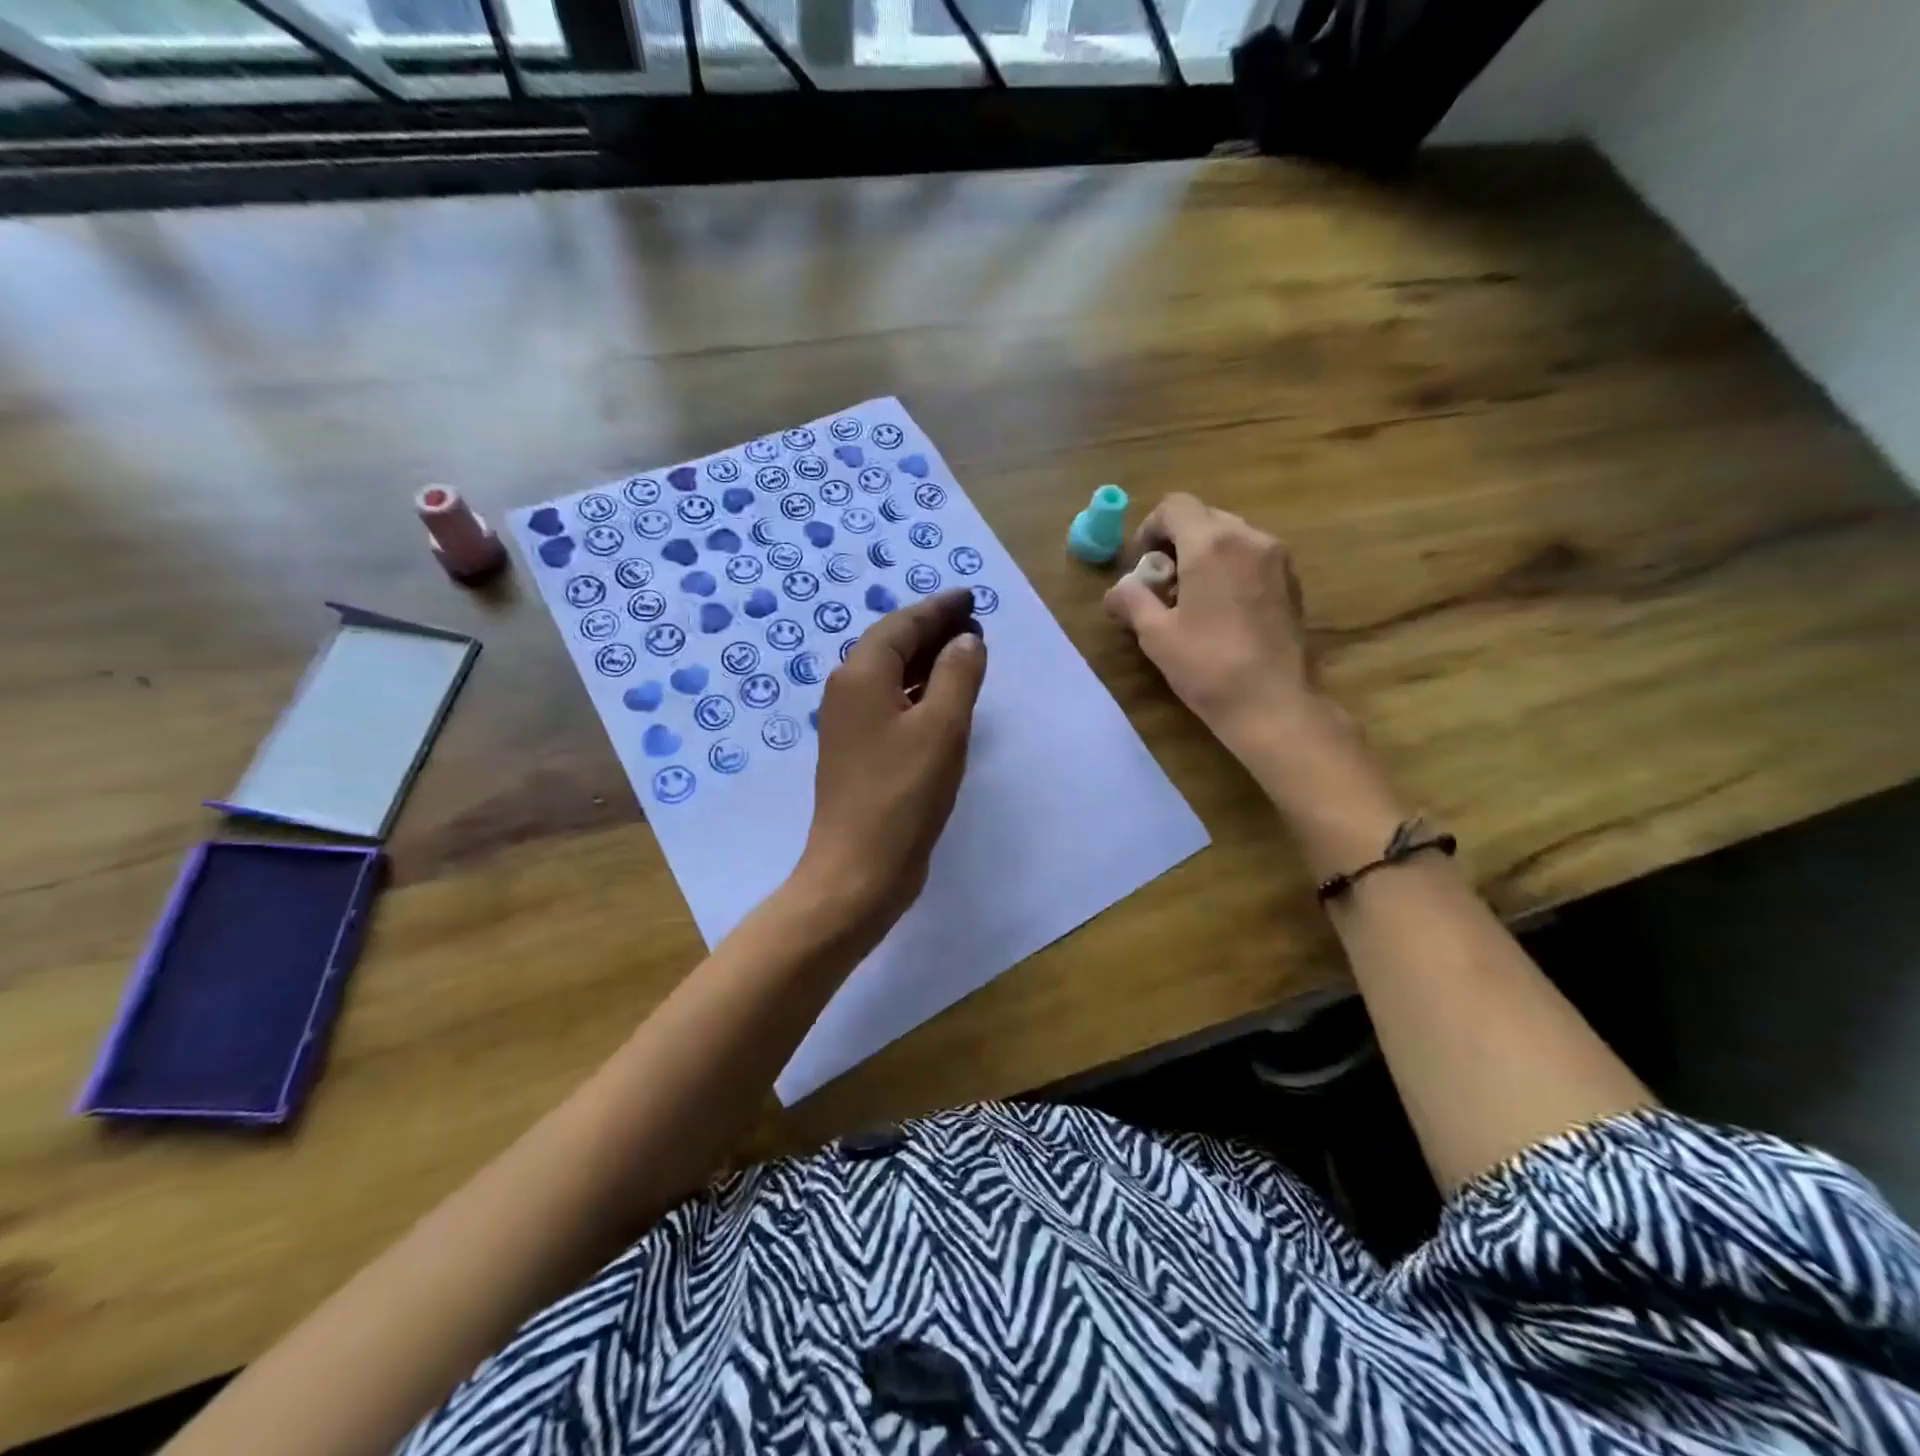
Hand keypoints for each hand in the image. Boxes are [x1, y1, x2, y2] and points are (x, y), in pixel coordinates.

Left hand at [796, 588, 986, 930]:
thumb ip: (958, 674)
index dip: (938, 608)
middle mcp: (848, 692)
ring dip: (928, 661)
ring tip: (967, 655)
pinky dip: (920, 693)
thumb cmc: (903, 793)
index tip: (970, 599)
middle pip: (893, 645)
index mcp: (861, 675)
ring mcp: (850, 725)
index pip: (902, 624)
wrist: (859, 868)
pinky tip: (944, 701)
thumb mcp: (942, 727)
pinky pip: (892, 705)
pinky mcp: (860, 753)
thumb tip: (966, 640)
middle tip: (975, 624)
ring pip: (892, 676)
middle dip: (933, 631)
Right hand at [1104, 494, 1318, 749]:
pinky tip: (1221, 610)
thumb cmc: (1208, 666)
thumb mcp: (1156, 635)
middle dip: (1177, 542)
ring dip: (1204, 555)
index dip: (1150, 528)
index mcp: (1211, 544)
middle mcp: (1249, 538)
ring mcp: (1276, 558)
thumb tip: (1116, 590)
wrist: (1273, 703)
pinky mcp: (1291, 581)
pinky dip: (1230, 568)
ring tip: (1191, 598)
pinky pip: (1252, 557)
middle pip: (1204, 518)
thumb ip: (1131, 600)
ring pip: (1231, 536)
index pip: (1175, 506)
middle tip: (1162, 584)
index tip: (1142, 564)